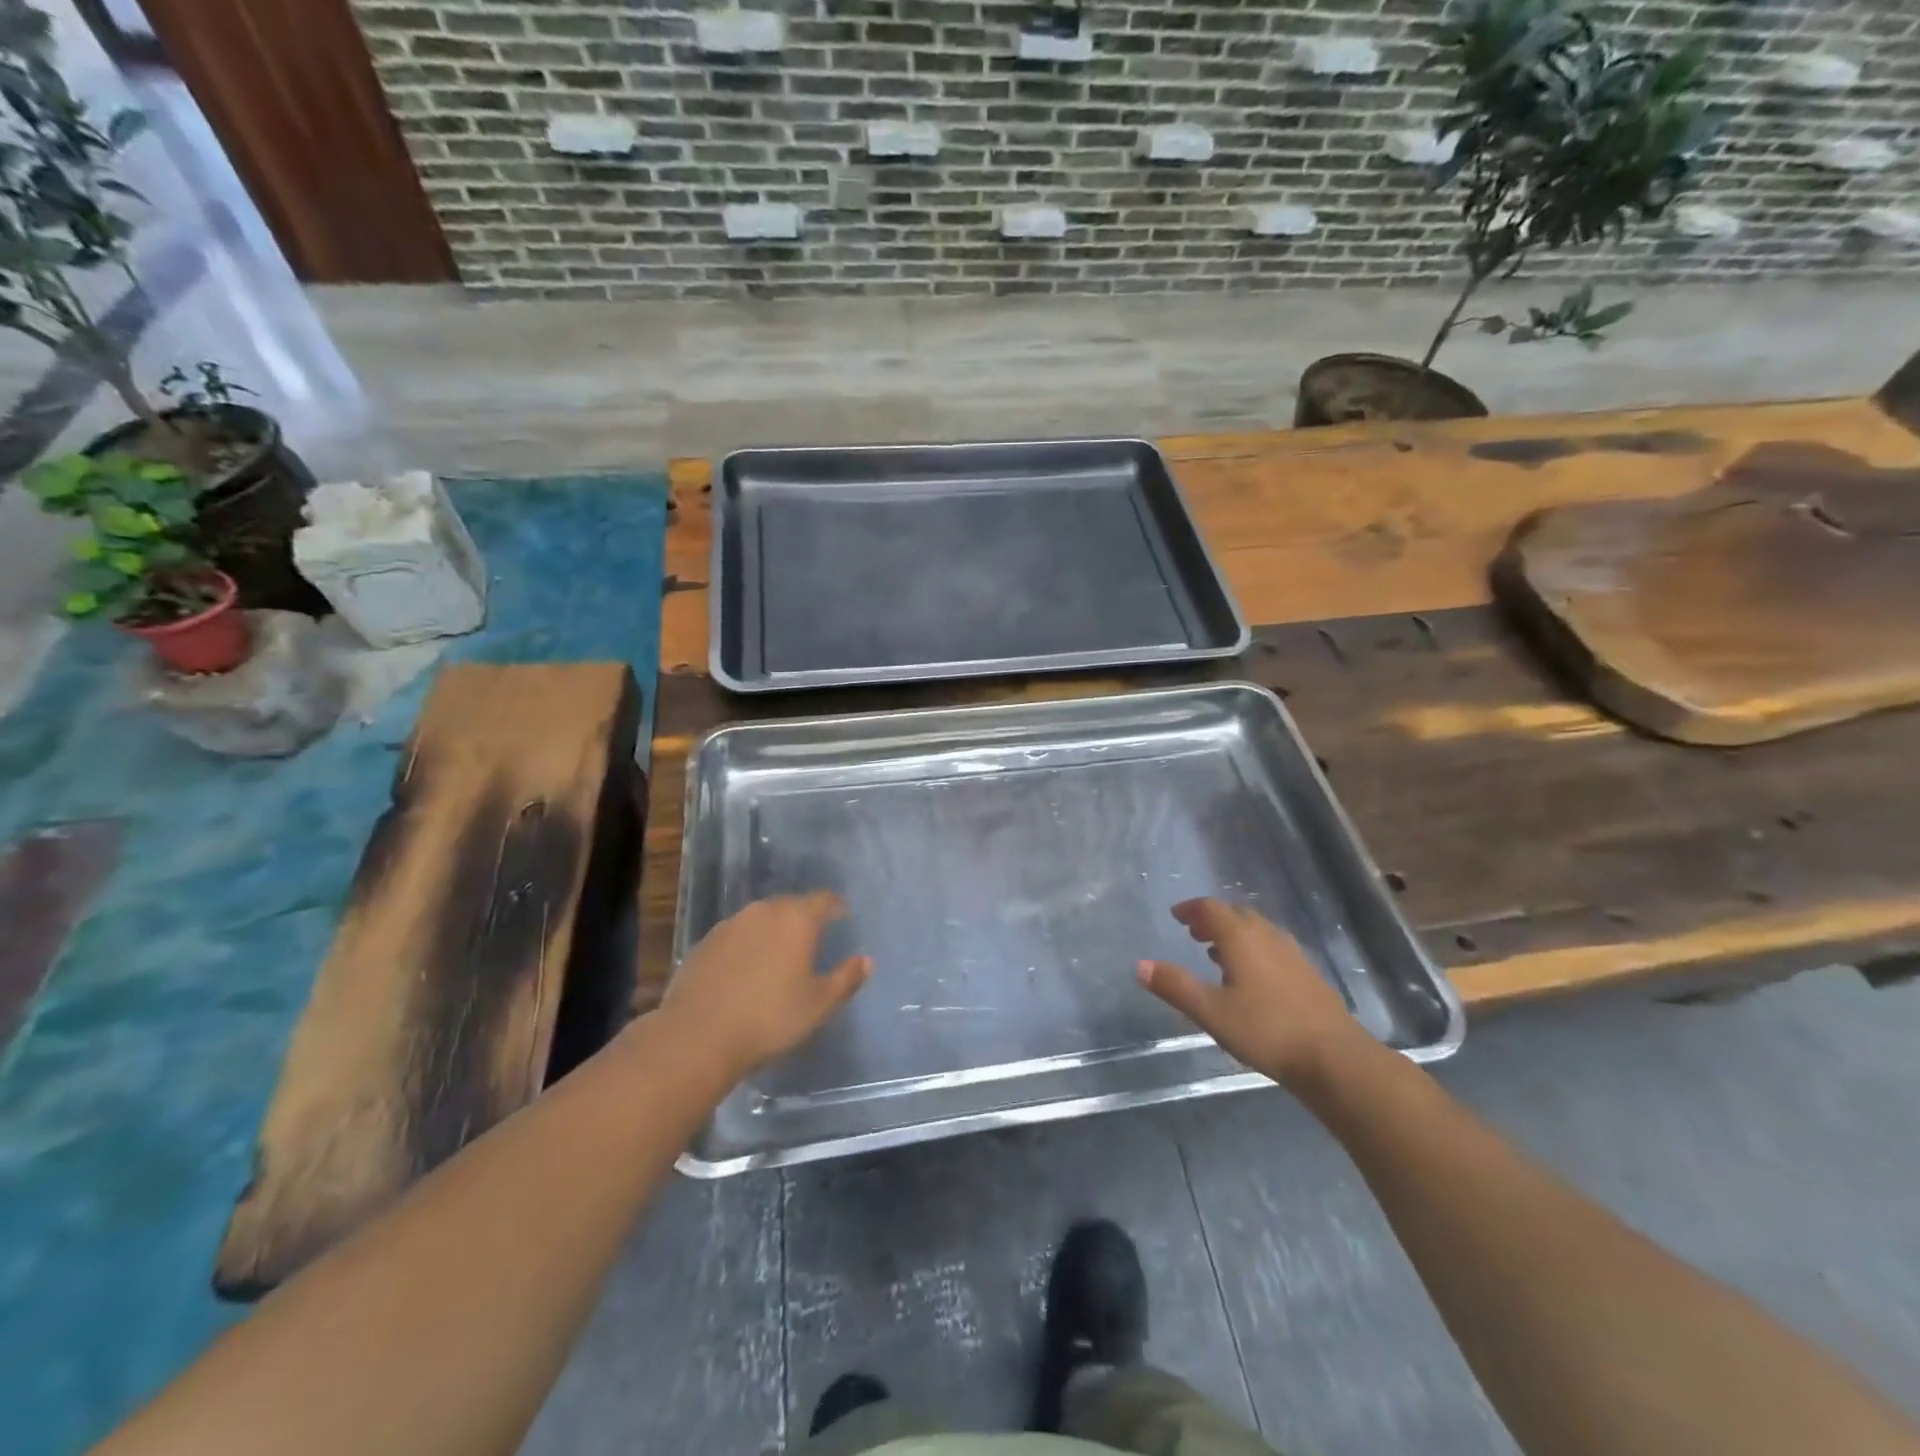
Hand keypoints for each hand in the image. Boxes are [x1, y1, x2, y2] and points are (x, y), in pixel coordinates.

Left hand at [657, 892, 870, 1081]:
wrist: (696, 1037)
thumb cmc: (769, 1018)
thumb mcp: (819, 1005)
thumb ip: (846, 979)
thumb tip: (866, 961)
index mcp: (796, 919)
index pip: (824, 900)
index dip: (836, 907)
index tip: (842, 916)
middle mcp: (763, 912)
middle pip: (790, 905)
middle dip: (804, 918)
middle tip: (813, 939)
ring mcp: (729, 925)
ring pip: (760, 919)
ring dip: (773, 930)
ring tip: (779, 955)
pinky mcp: (704, 944)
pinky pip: (736, 936)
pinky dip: (747, 946)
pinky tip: (746, 971)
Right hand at [1137, 898, 1363, 1087]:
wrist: (1334, 1057)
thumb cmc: (1266, 1030)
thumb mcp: (1211, 1011)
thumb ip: (1176, 986)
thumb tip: (1140, 965)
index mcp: (1241, 938)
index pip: (1211, 909)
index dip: (1191, 909)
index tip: (1176, 915)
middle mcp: (1267, 936)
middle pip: (1236, 914)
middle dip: (1212, 918)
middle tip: (1193, 931)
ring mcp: (1292, 954)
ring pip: (1257, 930)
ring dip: (1234, 933)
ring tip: (1216, 951)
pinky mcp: (1308, 974)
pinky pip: (1272, 947)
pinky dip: (1253, 948)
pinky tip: (1252, 976)